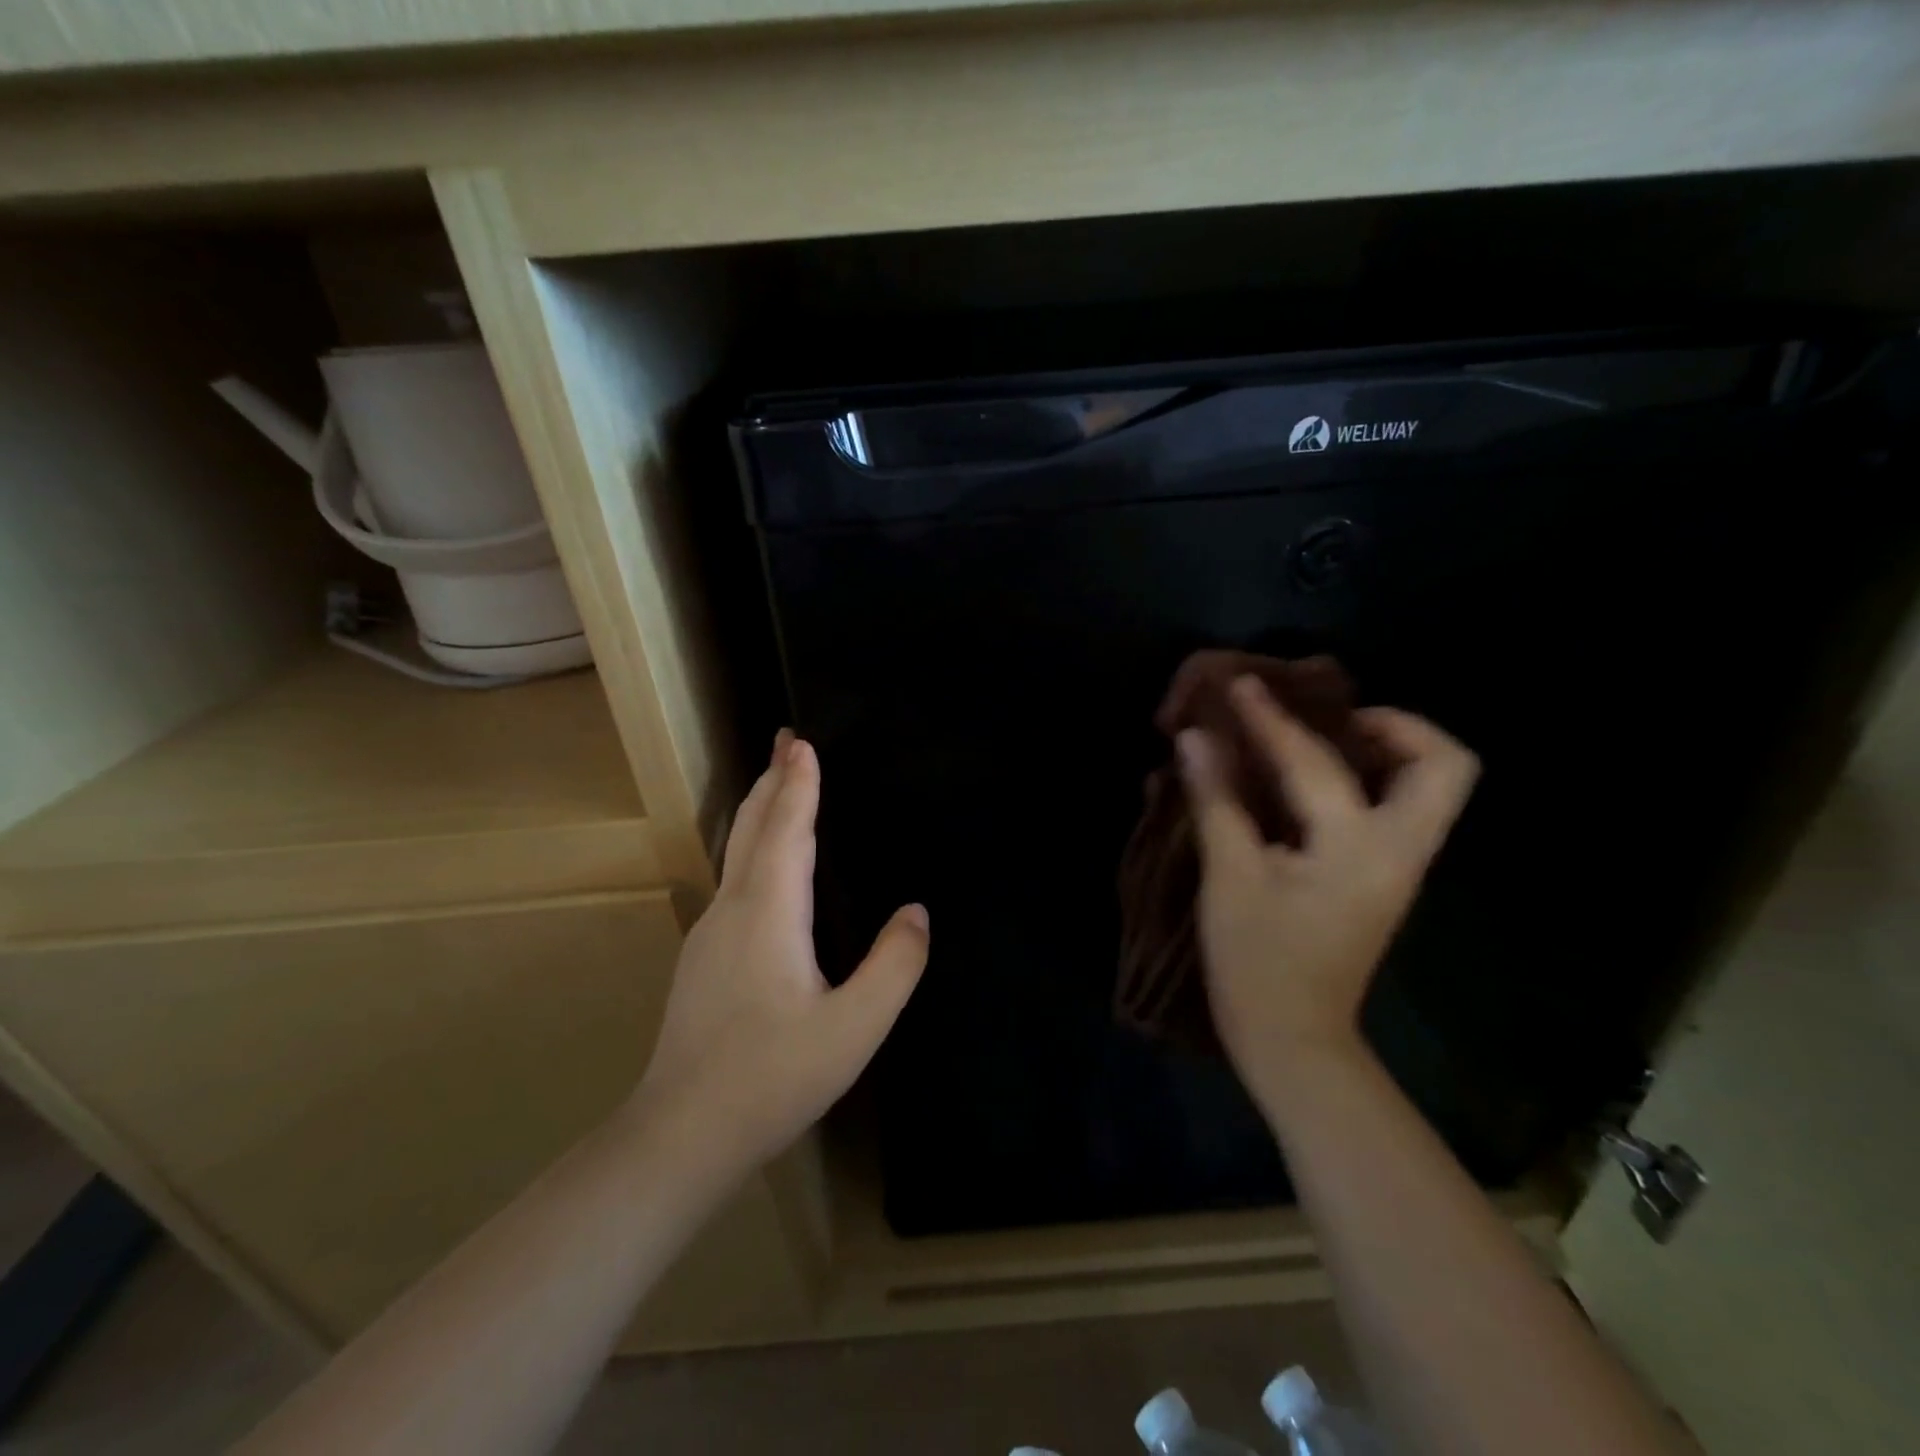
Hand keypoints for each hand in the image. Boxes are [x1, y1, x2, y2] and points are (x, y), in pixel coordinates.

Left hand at [634, 731, 928, 1173]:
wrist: (681, 1135)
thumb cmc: (772, 1077)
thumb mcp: (853, 1027)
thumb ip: (894, 966)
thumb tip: (917, 913)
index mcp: (769, 912)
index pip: (787, 829)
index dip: (798, 783)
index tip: (802, 740)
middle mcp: (733, 909)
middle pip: (751, 827)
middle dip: (770, 780)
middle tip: (785, 741)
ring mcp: (710, 934)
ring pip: (736, 852)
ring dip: (760, 811)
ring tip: (778, 786)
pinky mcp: (704, 958)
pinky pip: (734, 879)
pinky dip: (754, 847)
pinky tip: (765, 866)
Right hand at [1179, 677, 1477, 1115]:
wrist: (1295, 1040)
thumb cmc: (1257, 962)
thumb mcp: (1229, 877)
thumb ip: (1217, 800)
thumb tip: (1195, 738)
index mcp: (1359, 848)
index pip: (1315, 761)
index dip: (1270, 719)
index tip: (1242, 686)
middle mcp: (1399, 849)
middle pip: (1443, 766)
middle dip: (1395, 725)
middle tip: (1329, 717)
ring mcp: (1399, 866)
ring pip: (1429, 787)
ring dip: (1384, 749)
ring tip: (1321, 736)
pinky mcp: (1383, 878)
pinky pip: (1395, 808)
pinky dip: (1363, 779)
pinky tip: (1308, 780)